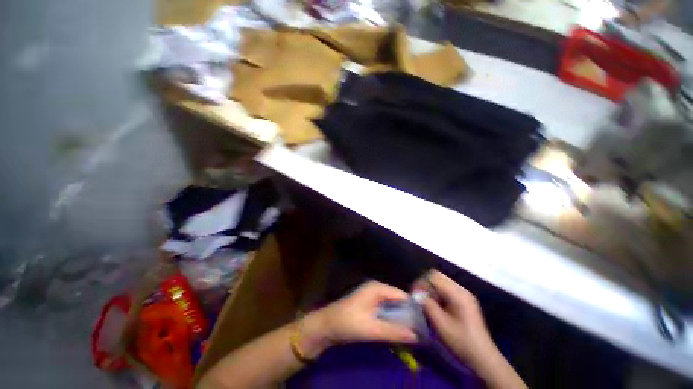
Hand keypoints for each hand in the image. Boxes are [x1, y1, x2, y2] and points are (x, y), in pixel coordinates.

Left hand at [300, 281, 417, 357]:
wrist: (327, 326)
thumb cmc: (348, 323)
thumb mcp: (372, 328)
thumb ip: (394, 331)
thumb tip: (417, 336)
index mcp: (378, 288)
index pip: (402, 295)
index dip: (414, 309)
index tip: (425, 325)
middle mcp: (377, 289)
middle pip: (398, 300)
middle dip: (408, 315)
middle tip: (420, 332)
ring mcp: (372, 296)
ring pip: (392, 306)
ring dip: (401, 319)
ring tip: (413, 334)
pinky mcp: (369, 305)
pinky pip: (386, 311)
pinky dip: (392, 320)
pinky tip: (398, 331)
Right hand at [420, 271, 497, 368]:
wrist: (483, 357)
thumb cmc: (461, 341)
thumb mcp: (441, 325)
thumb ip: (428, 306)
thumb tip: (417, 295)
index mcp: (458, 294)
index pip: (434, 276)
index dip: (422, 282)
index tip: (414, 294)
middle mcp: (462, 290)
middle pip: (438, 277)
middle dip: (426, 284)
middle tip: (419, 296)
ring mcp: (464, 295)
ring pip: (442, 282)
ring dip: (432, 290)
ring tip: (426, 303)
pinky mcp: (464, 301)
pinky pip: (447, 290)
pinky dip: (438, 294)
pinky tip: (436, 306)